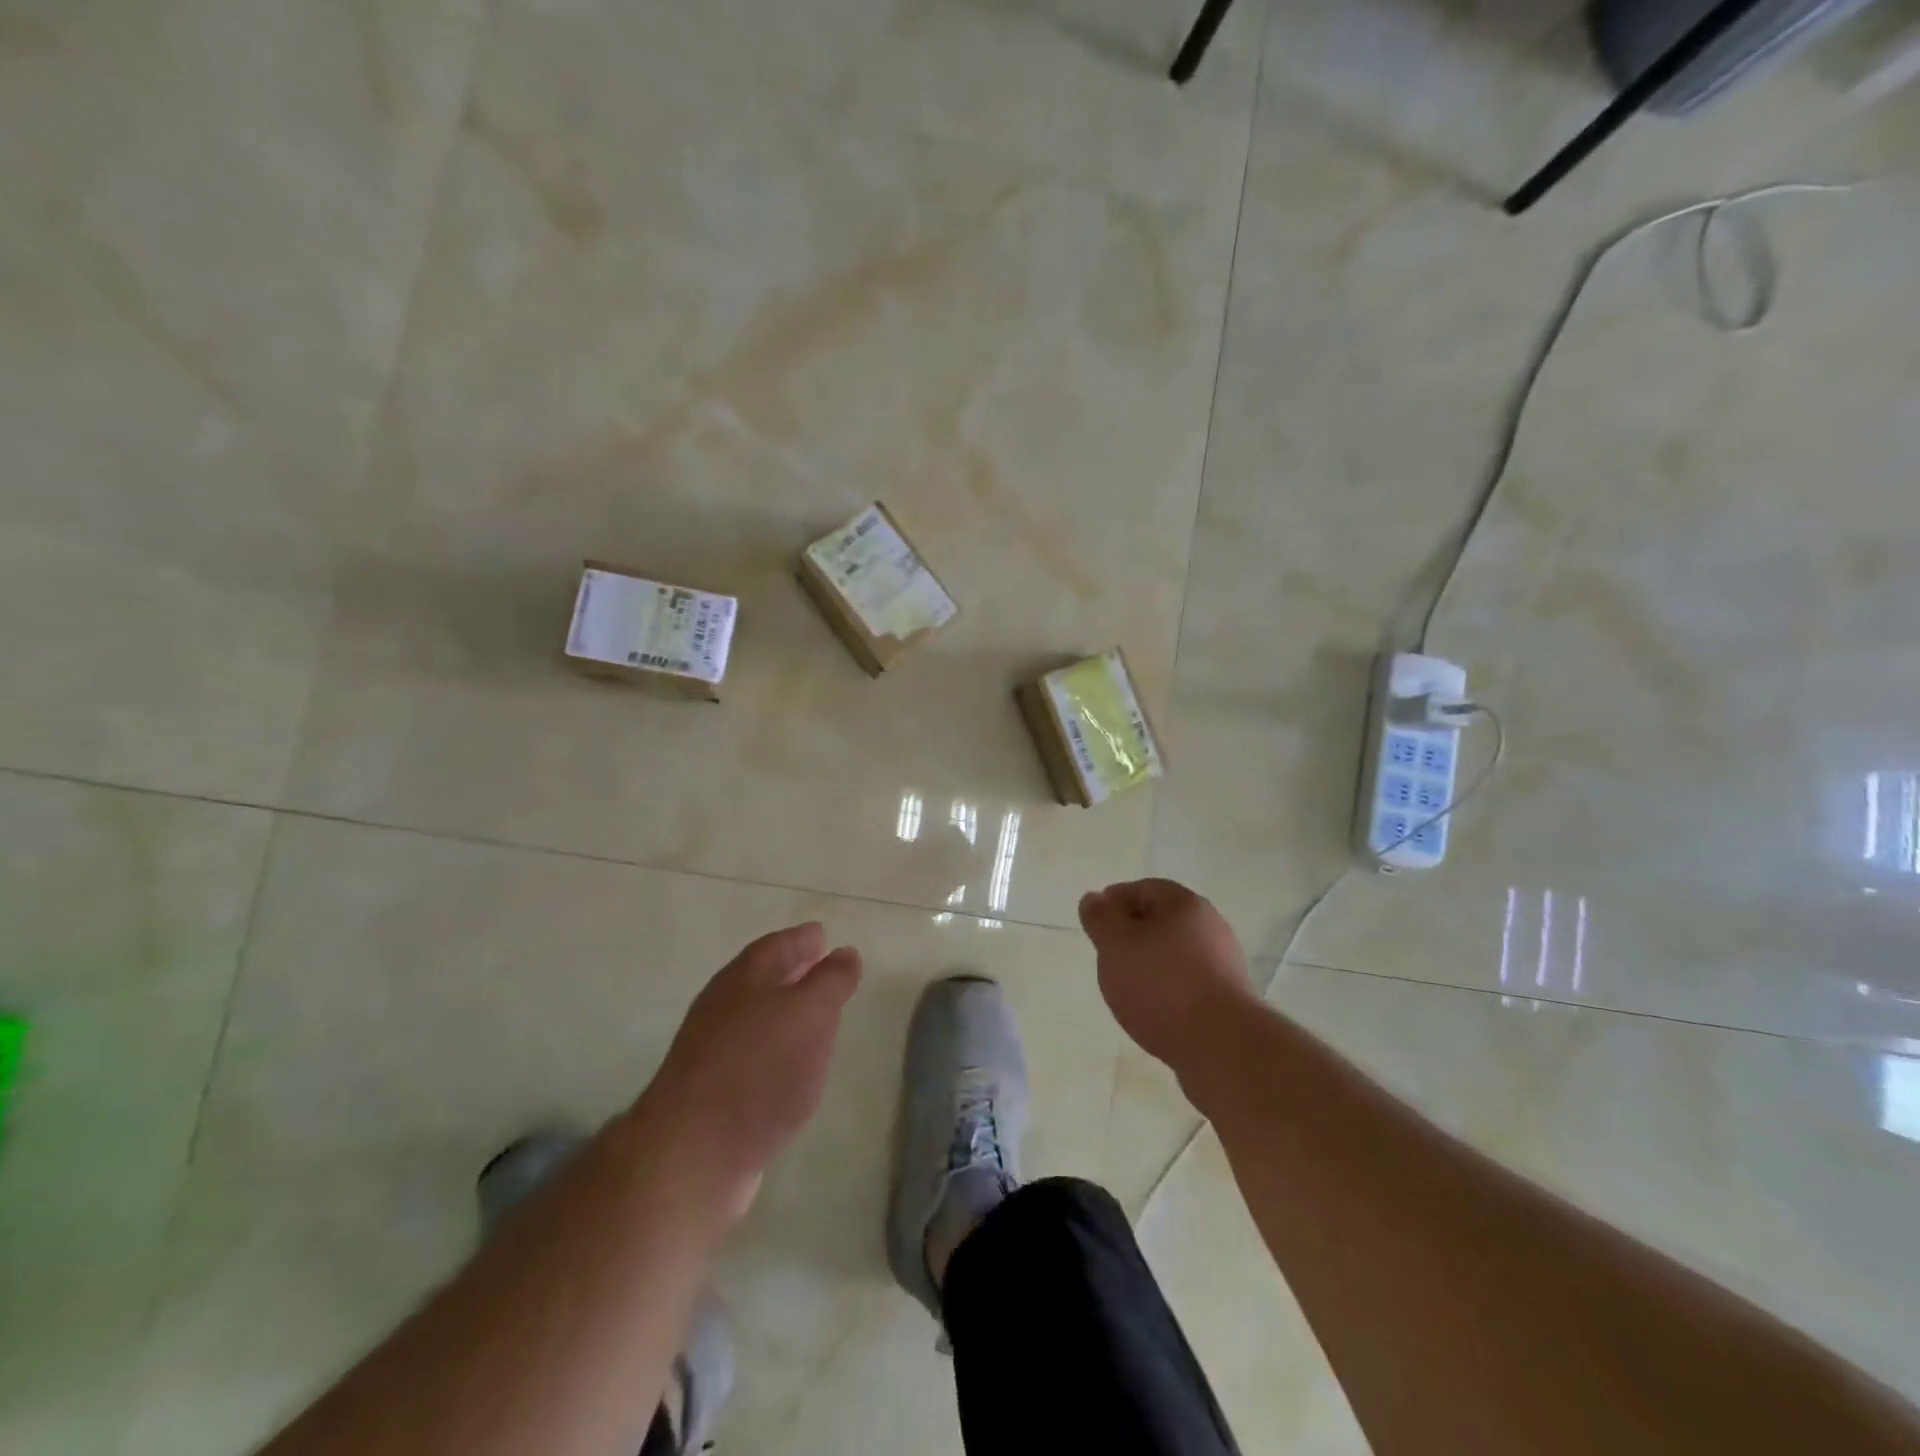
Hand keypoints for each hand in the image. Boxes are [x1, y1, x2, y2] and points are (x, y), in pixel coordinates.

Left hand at [639, 923, 860, 1217]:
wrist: (692, 1154)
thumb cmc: (760, 1070)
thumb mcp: (811, 1014)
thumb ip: (831, 981)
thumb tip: (844, 953)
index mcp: (745, 978)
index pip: (778, 945)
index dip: (803, 939)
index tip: (823, 936)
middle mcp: (723, 1006)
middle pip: (762, 978)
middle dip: (793, 971)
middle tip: (824, 968)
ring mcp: (712, 1050)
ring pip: (756, 1016)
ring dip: (784, 1011)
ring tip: (815, 1018)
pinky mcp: (710, 1092)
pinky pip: (751, 1054)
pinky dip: (774, 1049)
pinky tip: (791, 1067)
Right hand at [1078, 878, 1255, 1071]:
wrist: (1222, 1045)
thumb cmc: (1162, 984)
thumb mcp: (1115, 944)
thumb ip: (1100, 919)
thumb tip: (1094, 898)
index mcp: (1185, 904)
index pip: (1145, 888)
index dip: (1115, 900)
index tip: (1095, 921)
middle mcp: (1210, 927)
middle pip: (1163, 920)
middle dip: (1132, 932)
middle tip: (1106, 952)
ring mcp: (1224, 964)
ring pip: (1176, 952)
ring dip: (1150, 962)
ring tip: (1125, 985)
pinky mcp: (1228, 999)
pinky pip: (1188, 981)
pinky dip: (1167, 987)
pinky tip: (1152, 1008)